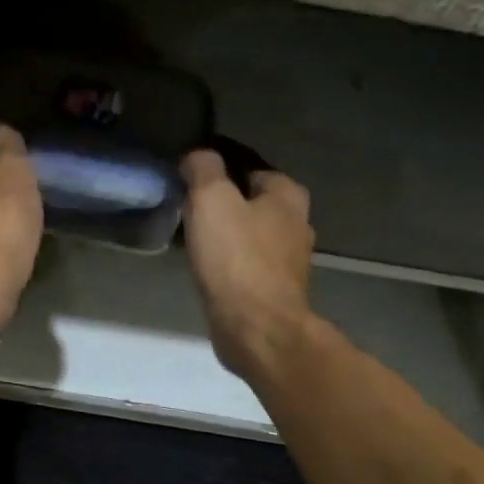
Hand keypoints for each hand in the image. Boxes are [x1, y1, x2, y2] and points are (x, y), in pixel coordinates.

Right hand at [180, 149, 314, 384]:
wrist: (256, 328)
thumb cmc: (237, 258)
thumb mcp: (211, 199)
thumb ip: (203, 168)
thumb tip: (197, 156)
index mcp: (287, 195)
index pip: (250, 166)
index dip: (219, 167)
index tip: (189, 175)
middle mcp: (296, 223)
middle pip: (252, 201)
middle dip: (223, 201)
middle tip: (187, 205)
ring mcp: (288, 261)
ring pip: (249, 233)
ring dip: (225, 232)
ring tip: (190, 234)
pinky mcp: (274, 290)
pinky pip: (245, 263)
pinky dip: (227, 260)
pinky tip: (205, 265)